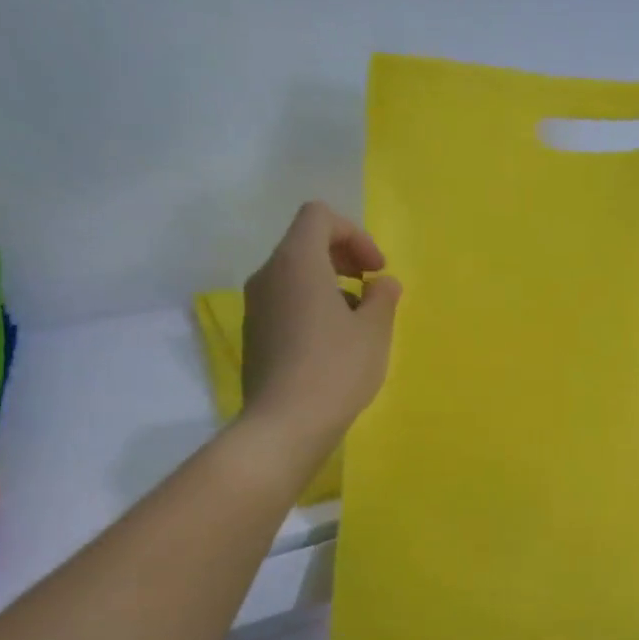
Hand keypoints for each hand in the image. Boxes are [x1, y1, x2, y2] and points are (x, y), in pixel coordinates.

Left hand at [238, 202, 400, 474]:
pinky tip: (335, 344)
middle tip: (372, 288)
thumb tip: (382, 284)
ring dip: (330, 284)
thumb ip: (383, 298)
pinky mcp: (255, 333)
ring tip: (358, 321)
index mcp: (297, 262)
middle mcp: (269, 274)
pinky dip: (313, 306)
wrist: (286, 423)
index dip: (354, 234)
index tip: (377, 270)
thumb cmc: (336, 369)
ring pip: (295, 274)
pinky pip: (286, 302)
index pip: (319, 216)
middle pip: (305, 242)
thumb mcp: (375, 331)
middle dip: (344, 257)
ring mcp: (257, 305)